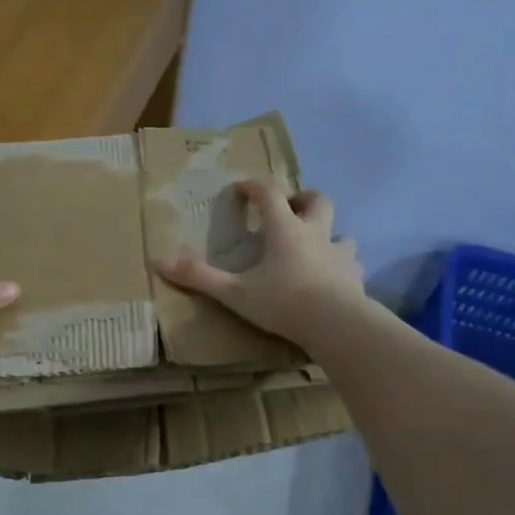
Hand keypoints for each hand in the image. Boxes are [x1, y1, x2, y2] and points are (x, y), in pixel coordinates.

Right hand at [155, 182, 364, 349]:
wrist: (338, 326)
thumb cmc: (284, 302)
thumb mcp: (234, 292)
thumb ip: (199, 277)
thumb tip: (158, 262)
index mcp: (284, 230)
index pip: (269, 195)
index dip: (254, 188)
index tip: (241, 188)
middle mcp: (315, 234)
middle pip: (316, 201)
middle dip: (301, 199)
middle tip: (287, 209)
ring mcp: (340, 254)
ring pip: (341, 232)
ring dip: (327, 233)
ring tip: (313, 247)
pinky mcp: (356, 277)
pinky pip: (352, 263)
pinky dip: (342, 265)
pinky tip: (335, 278)